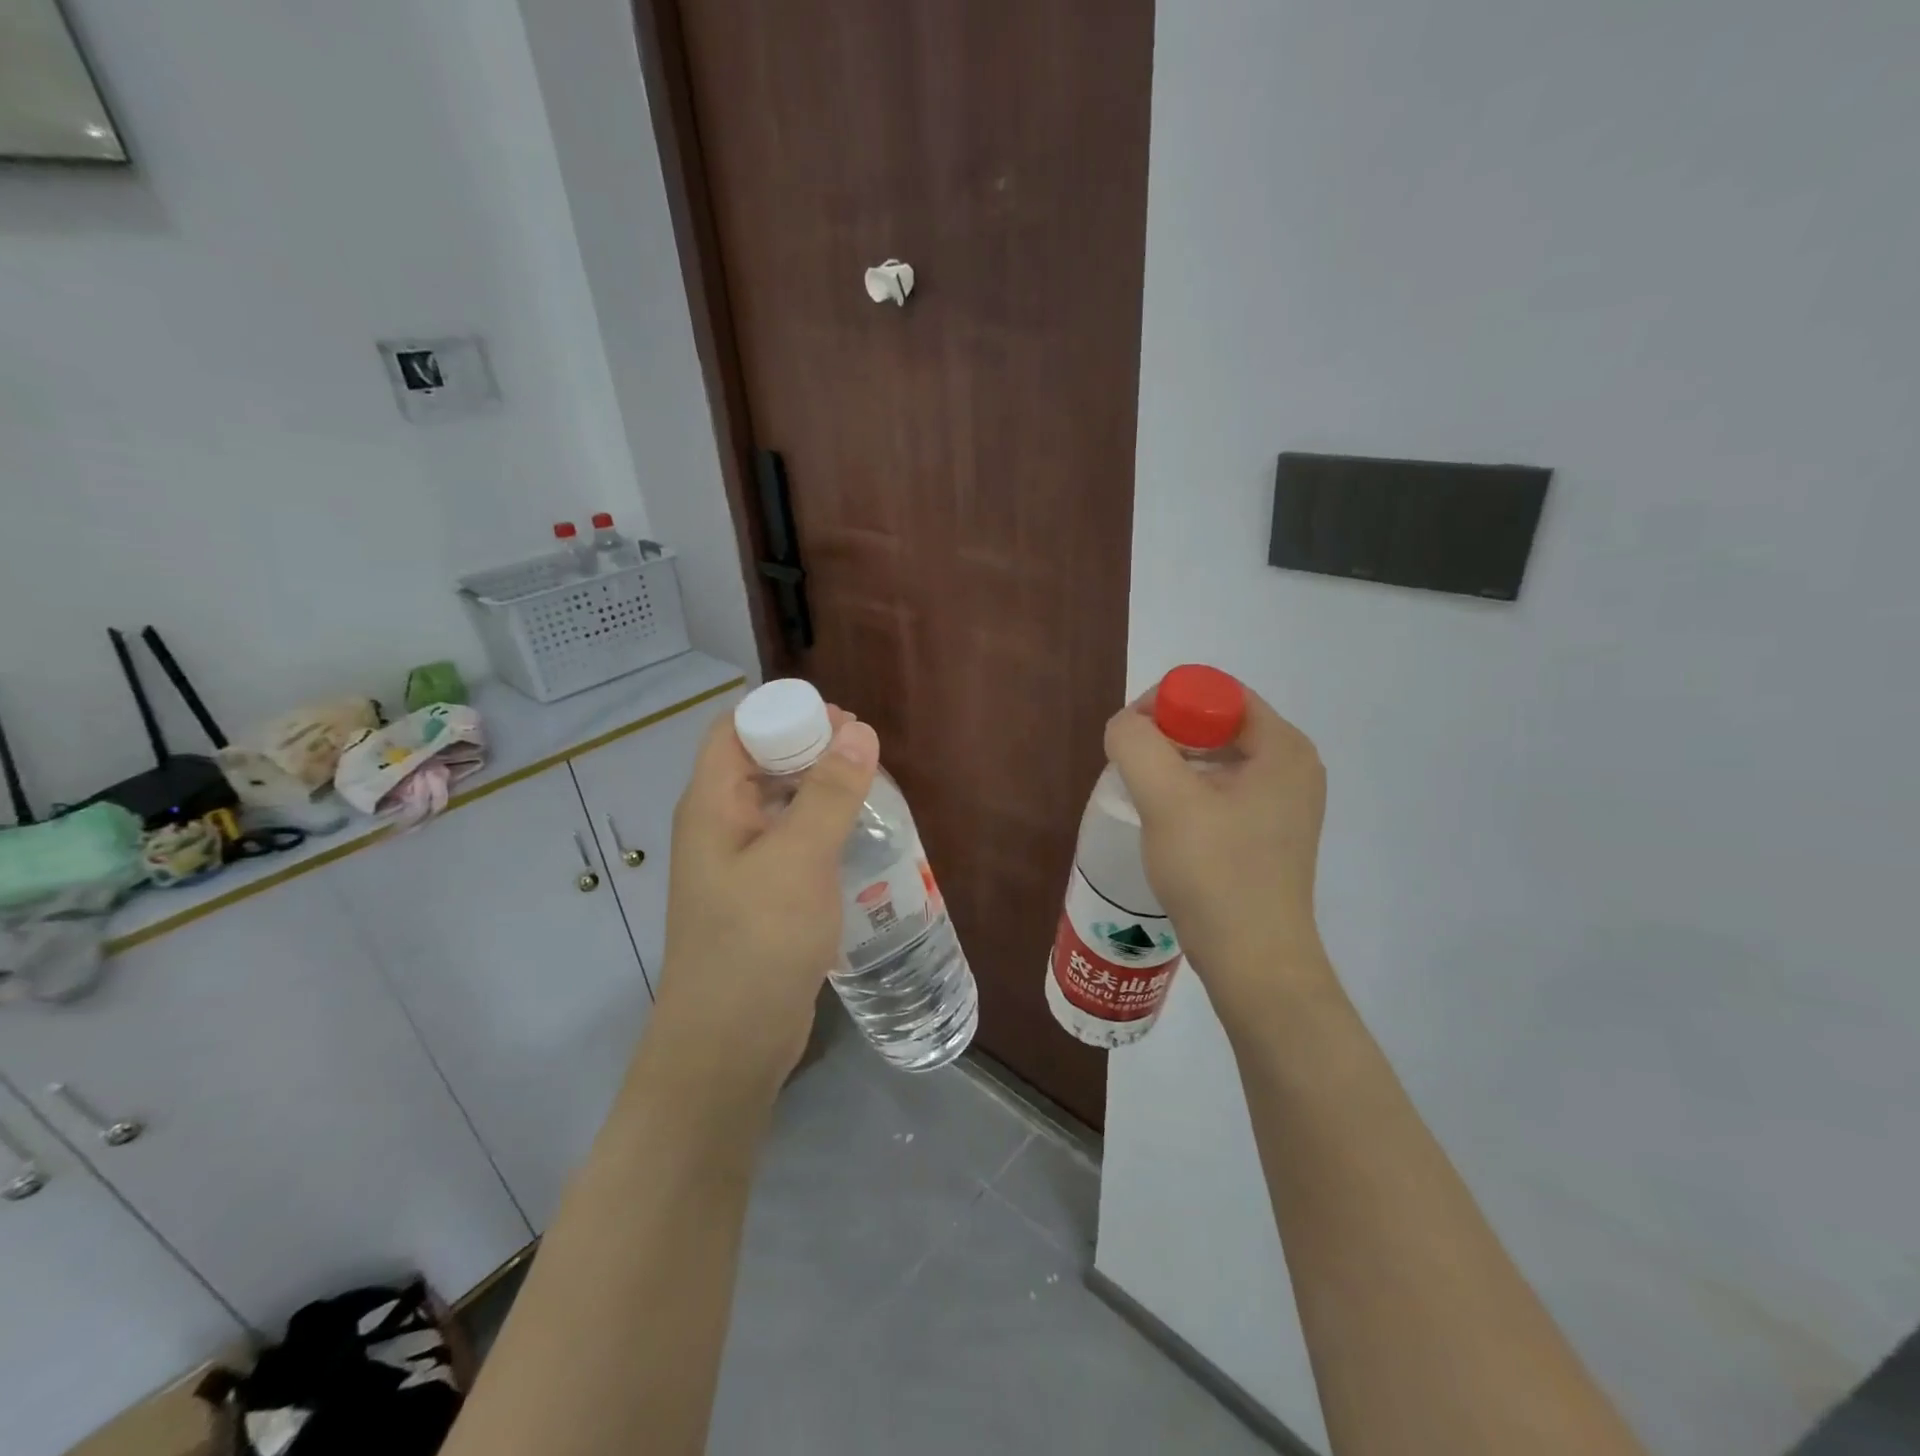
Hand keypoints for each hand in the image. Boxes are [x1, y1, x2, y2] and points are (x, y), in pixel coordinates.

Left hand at [649, 704, 879, 1094]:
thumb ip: (829, 793)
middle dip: (809, 747)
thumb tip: (859, 730)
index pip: (735, 730)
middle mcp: (720, 826)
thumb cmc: (757, 941)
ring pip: (779, 803)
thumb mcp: (798, 859)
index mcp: (712, 805)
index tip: (839, 720)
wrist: (730, 1044)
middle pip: (759, 762)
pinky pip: (791, 842)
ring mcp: (740, 863)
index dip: (782, 713)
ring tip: (870, 788)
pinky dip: (821, 827)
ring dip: (819, 788)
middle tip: (865, 751)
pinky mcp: (762, 895)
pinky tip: (856, 836)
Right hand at [1103, 685, 1331, 1031]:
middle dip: (1166, 736)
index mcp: (1283, 746)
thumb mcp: (1166, 799)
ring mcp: (1285, 802)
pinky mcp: (1270, 832)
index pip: (1217, 692)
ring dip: (1173, 766)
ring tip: (1144, 797)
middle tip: (1131, 769)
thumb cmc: (1214, 873)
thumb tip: (1124, 727)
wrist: (1253, 961)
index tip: (1131, 740)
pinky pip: (1223, 790)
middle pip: (1217, 723)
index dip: (1166, 703)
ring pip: (1216, 758)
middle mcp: (1293, 766)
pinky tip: (1166, 821)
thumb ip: (1136, 744)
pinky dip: (1189, 792)